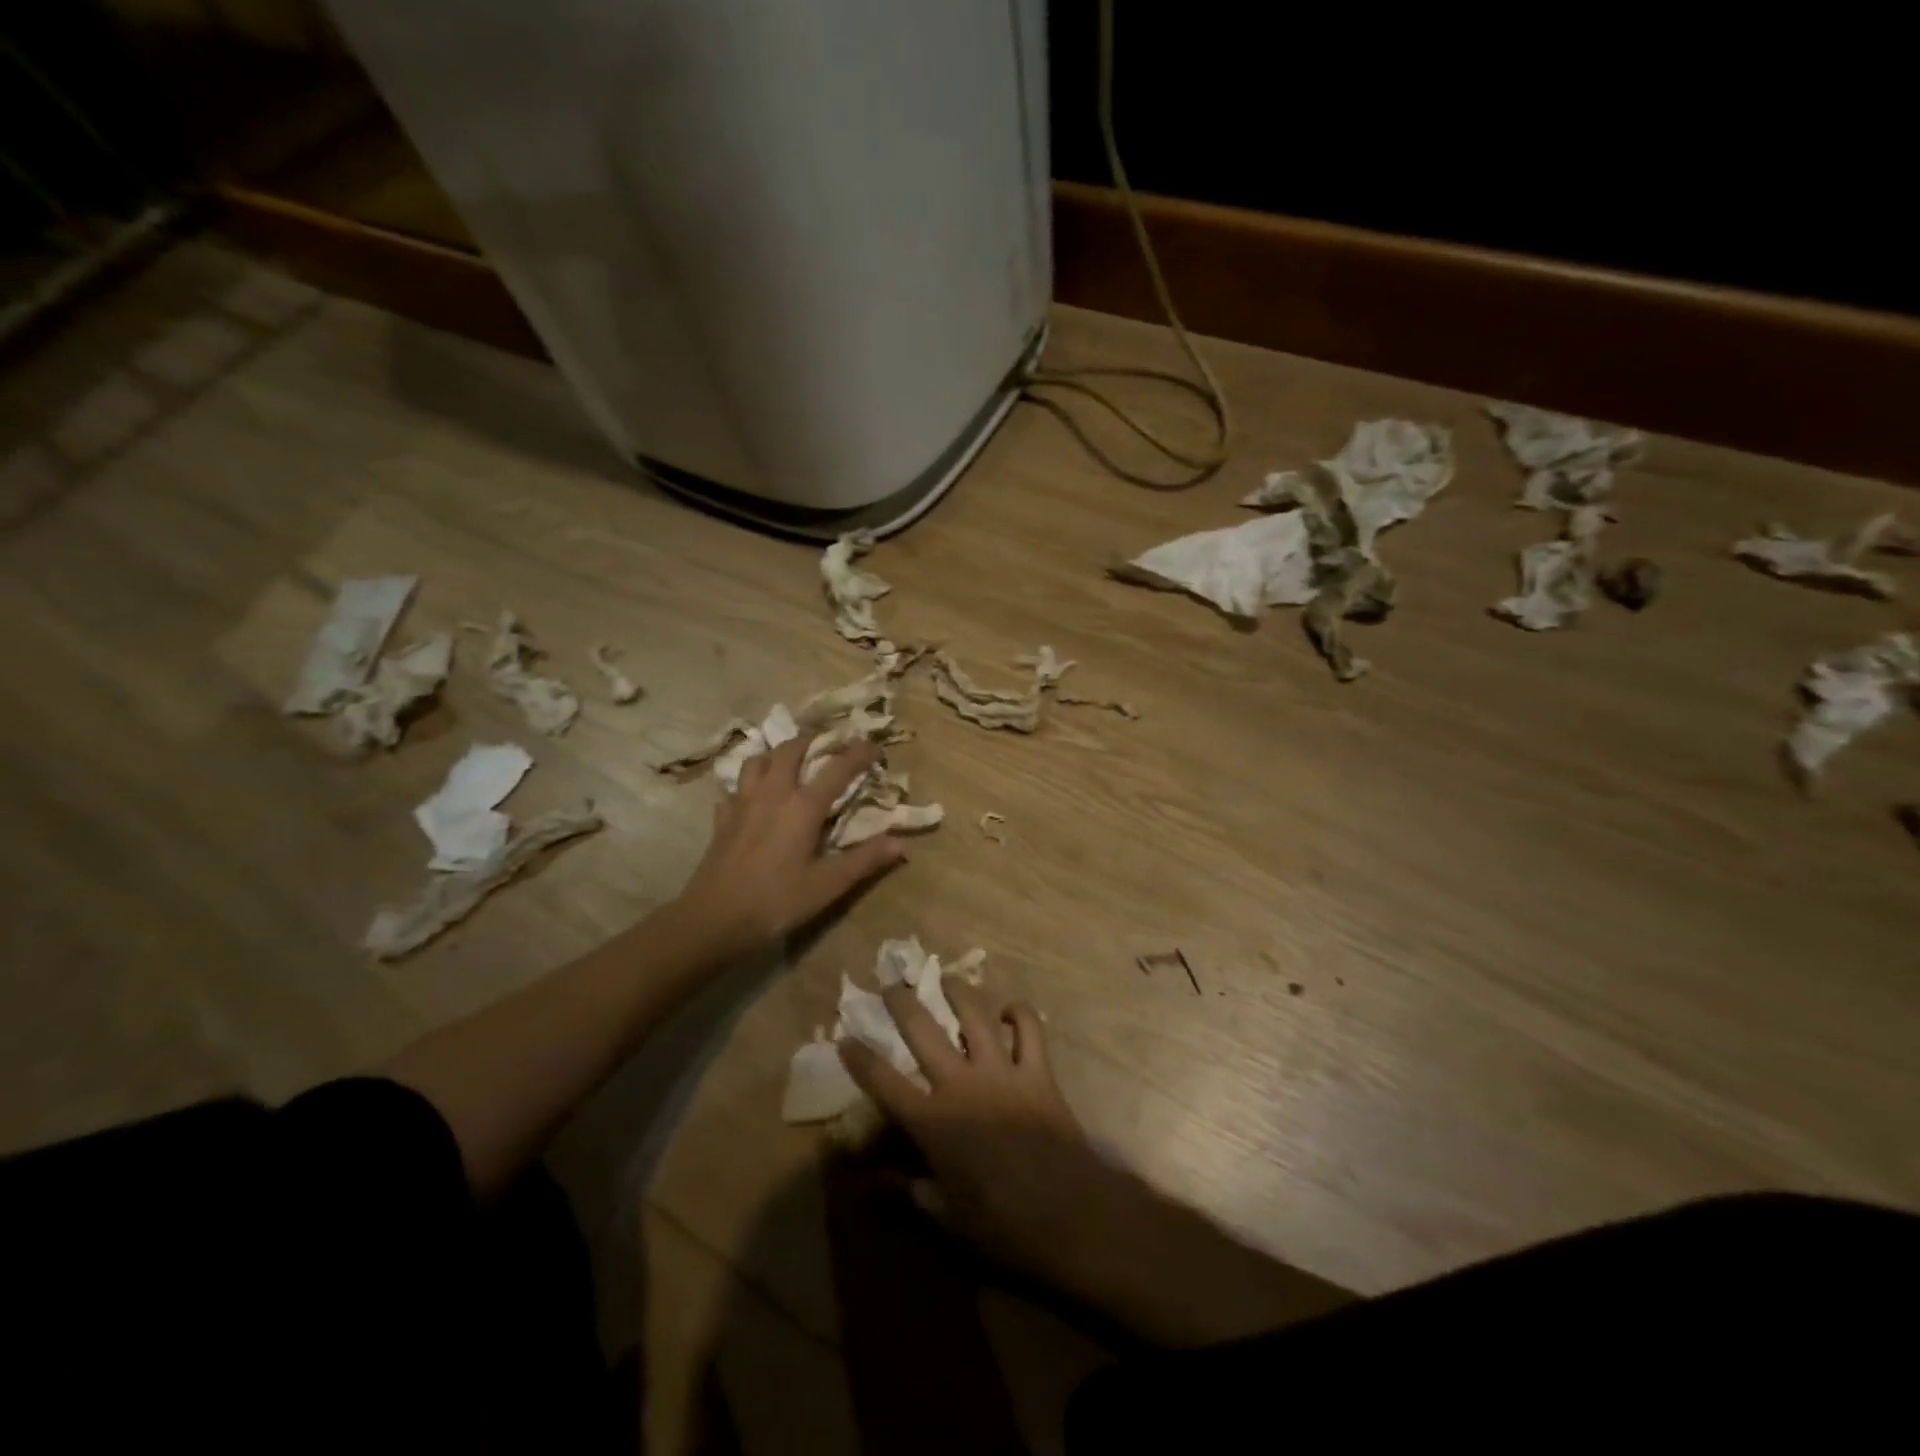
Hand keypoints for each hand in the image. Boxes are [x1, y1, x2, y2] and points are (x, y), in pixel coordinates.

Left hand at [671, 736, 902, 963]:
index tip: (876, 748)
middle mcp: (772, 793)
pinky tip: (754, 798)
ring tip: (789, 764)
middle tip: (828, 749)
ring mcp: (742, 803)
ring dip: (776, 755)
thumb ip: (864, 861)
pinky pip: (735, 788)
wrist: (714, 919)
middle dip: (813, 742)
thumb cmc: (776, 901)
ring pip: (757, 760)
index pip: (837, 767)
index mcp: (802, 806)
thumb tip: (900, 843)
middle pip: (791, 749)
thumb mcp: (827, 885)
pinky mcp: (722, 819)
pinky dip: (749, 784)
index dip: (860, 753)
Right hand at [839, 978, 1113, 1282]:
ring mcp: (1001, 1071)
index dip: (860, 1059)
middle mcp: (961, 1084)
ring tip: (946, 978)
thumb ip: (905, 1190)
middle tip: (891, 983)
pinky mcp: (1037, 1070)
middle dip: (902, 1003)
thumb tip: (866, 1183)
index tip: (845, 1038)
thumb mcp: (945, 1215)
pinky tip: (1008, 1010)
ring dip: (957, 991)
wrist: (1068, 1215)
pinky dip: (1019, 1013)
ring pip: (974, 1015)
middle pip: (923, 1031)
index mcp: (933, 1121)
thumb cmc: (1001, 1224)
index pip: (884, 1082)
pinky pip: (1029, 1028)